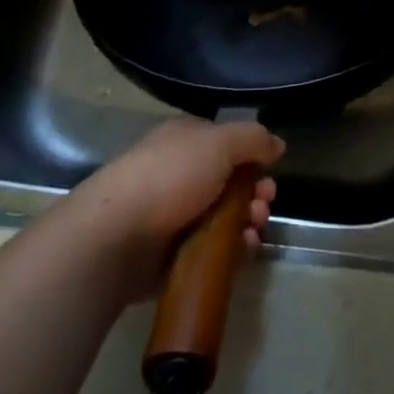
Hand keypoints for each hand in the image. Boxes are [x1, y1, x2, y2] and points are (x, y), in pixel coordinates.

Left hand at [68, 118, 284, 304]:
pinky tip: (243, 252)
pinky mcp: (171, 254)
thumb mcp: (220, 142)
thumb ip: (253, 139)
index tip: (269, 175)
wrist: (116, 236)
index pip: (228, 144)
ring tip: (252, 232)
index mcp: (186, 141)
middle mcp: (180, 173)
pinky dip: (232, 251)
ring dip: (247, 223)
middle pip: (230, 183)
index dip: (253, 159)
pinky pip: (211, 250)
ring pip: (224, 218)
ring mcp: (174, 215)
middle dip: (255, 194)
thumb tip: (277, 145)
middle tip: (263, 208)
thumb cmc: (170, 177)